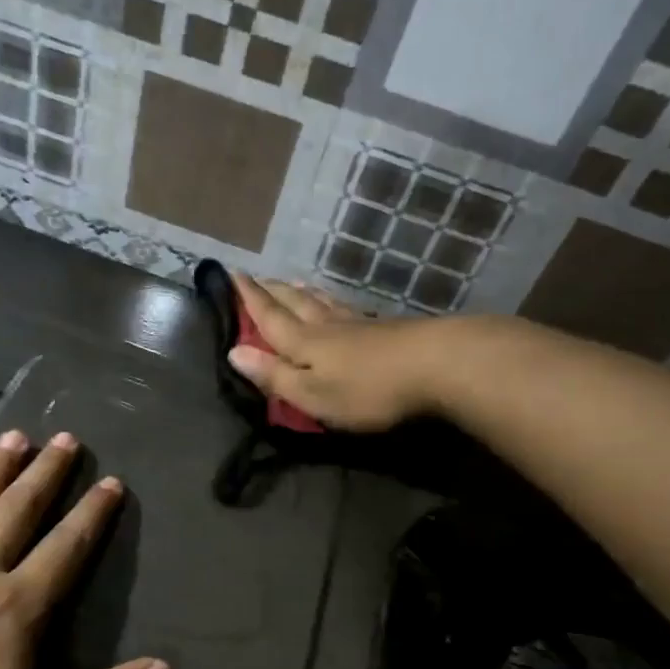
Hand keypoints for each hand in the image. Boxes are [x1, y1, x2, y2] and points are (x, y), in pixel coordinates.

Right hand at [227, 274, 445, 431]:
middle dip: (273, 291)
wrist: (438, 364)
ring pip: (322, 303)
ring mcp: (359, 325)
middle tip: (257, 277)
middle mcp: (327, 326)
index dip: (249, 298)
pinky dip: (332, 301)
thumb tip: (233, 352)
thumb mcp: (313, 394)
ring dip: (302, 293)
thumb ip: (274, 376)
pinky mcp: (385, 329)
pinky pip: (346, 309)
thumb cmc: (368, 389)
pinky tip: (338, 305)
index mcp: (304, 342)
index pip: (269, 317)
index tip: (231, 274)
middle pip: (295, 304)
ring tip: (292, 284)